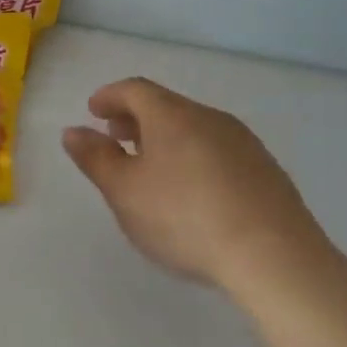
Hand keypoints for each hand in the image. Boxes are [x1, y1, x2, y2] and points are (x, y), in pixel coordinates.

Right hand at [62, 77, 334, 303]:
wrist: (273, 256)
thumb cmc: (184, 218)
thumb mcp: (124, 191)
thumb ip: (95, 158)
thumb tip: (73, 131)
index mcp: (172, 116)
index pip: (135, 89)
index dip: (110, 96)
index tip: (93, 110)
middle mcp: (210, 118)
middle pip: (167, 106)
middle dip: (136, 118)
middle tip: (116, 136)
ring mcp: (244, 143)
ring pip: (194, 128)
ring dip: (166, 138)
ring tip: (151, 166)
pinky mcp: (266, 171)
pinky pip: (218, 150)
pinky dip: (193, 156)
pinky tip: (192, 190)